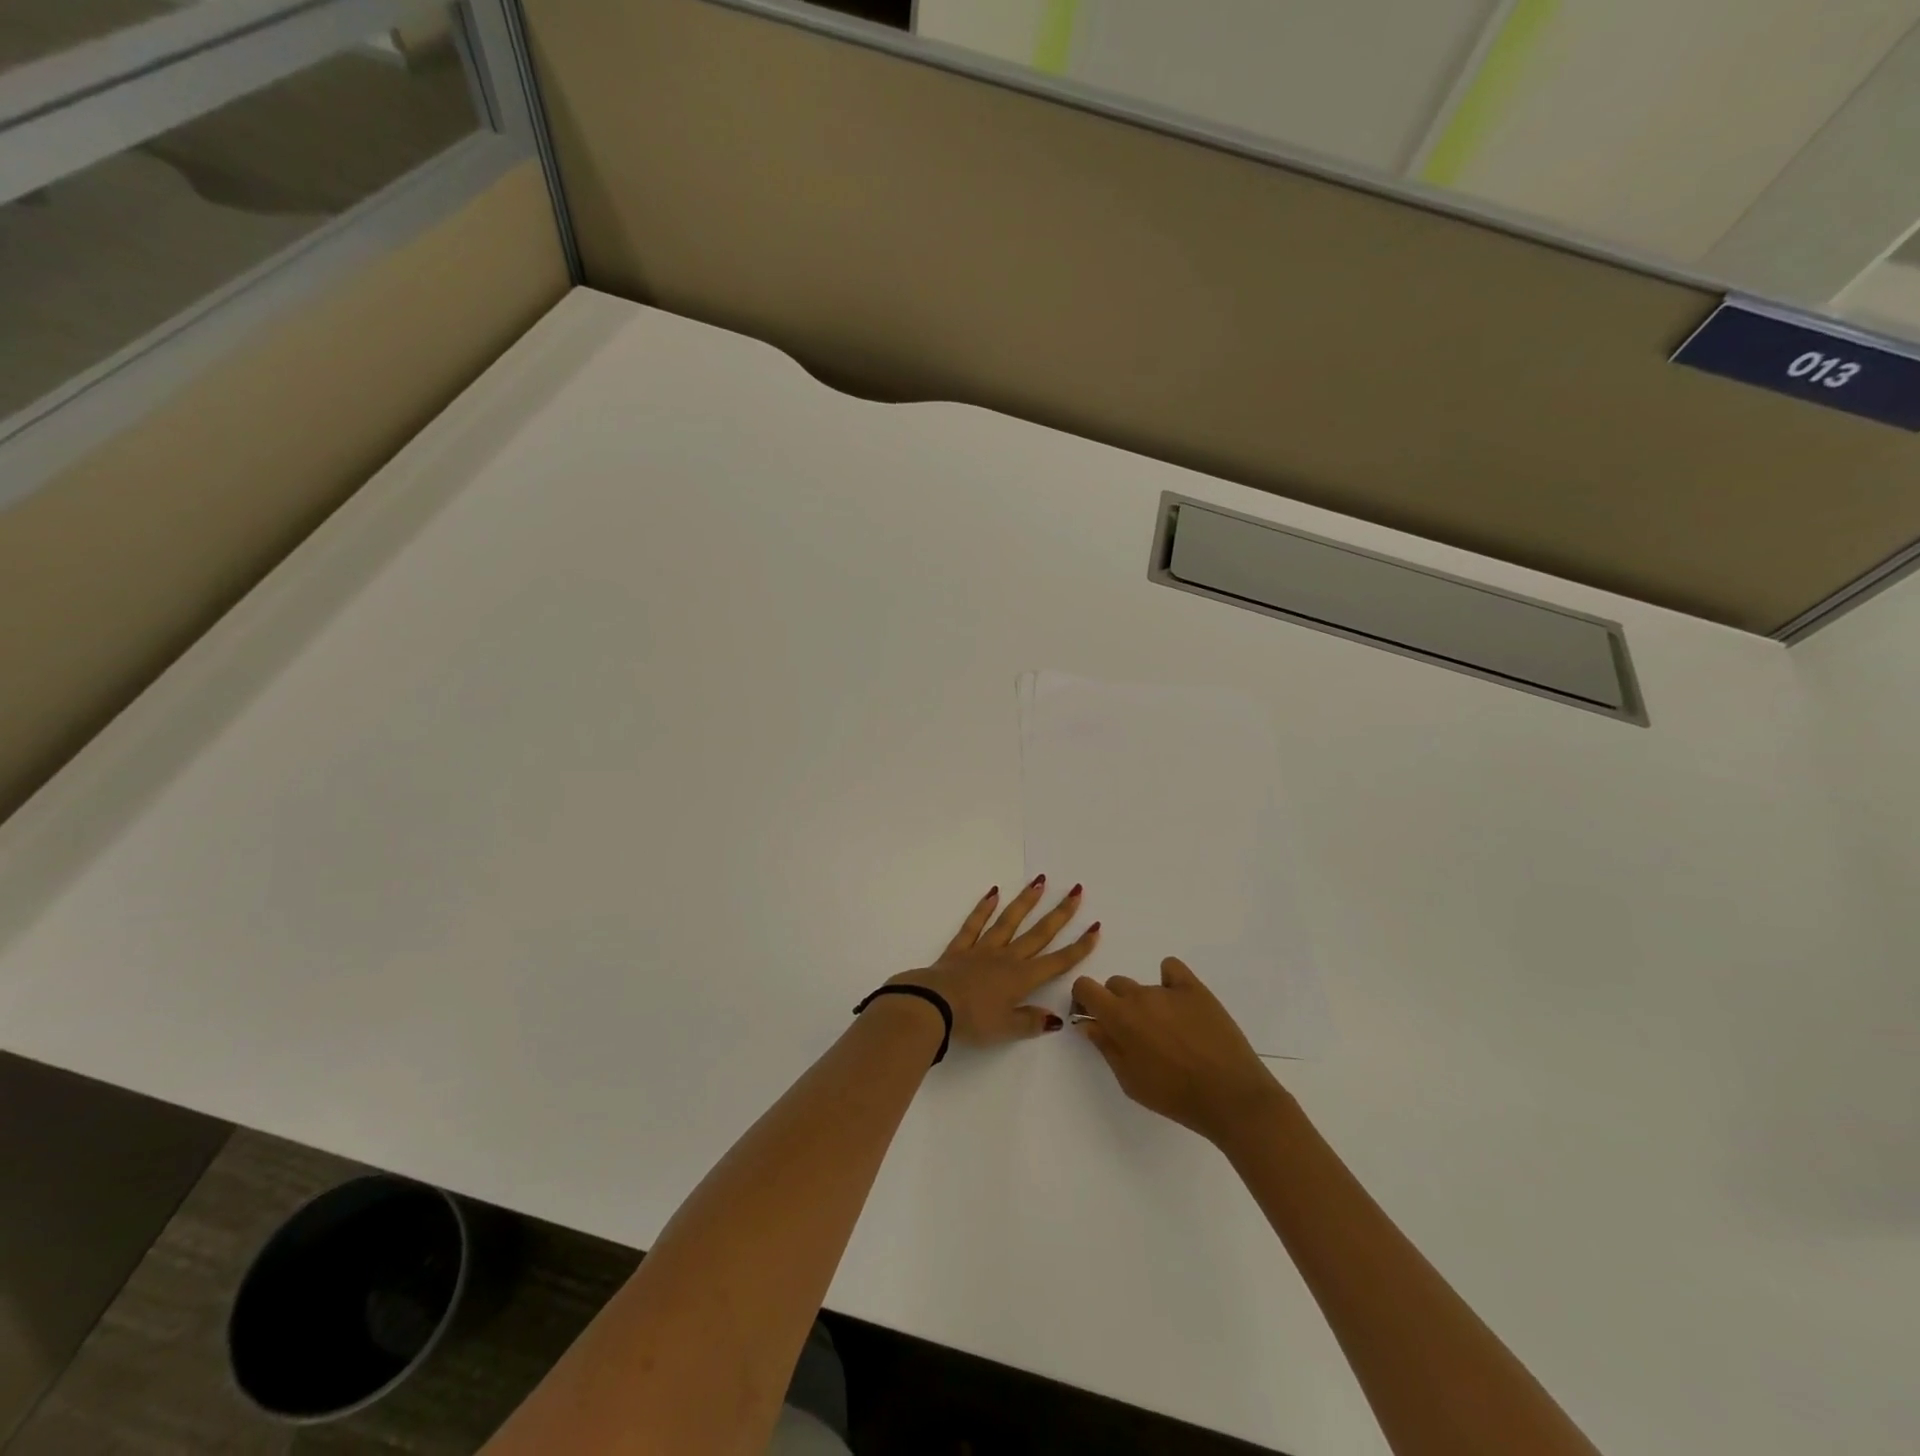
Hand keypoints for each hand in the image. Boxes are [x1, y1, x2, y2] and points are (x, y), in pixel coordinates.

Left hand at [890, 878, 1100, 1047]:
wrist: (933, 1005)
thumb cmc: (972, 1020)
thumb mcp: (1006, 1029)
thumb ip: (1031, 1022)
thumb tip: (1056, 1018)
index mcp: (1022, 979)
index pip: (1057, 961)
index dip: (1079, 947)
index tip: (1095, 928)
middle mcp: (1007, 958)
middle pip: (1038, 934)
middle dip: (1060, 914)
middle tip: (1076, 891)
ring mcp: (983, 949)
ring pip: (1009, 921)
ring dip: (1026, 901)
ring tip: (1040, 881)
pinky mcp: (960, 947)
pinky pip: (974, 924)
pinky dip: (984, 908)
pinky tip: (993, 892)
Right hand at [1071, 957, 1286, 1143]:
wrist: (1230, 1096)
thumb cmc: (1174, 1096)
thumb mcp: (1130, 1081)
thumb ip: (1105, 1047)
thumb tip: (1088, 1023)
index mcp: (1119, 1017)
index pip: (1085, 986)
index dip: (1084, 999)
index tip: (1093, 1017)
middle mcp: (1139, 995)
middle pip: (1115, 985)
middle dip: (1117, 1004)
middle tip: (1134, 1034)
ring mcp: (1169, 989)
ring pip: (1144, 986)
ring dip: (1146, 1003)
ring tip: (1167, 1031)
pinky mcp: (1196, 988)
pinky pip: (1171, 969)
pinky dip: (1169, 981)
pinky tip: (1179, 1003)